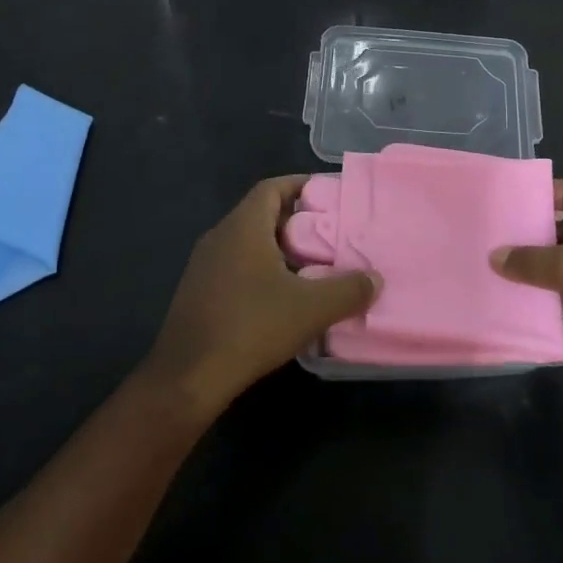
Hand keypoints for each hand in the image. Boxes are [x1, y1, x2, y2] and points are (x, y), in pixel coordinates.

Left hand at [144, 176, 379, 416]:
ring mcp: (203, 264)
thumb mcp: (309, 309)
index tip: (328, 195)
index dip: (300, 185)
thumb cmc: (250, 327)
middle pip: (260, 213)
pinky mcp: (197, 291)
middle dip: (295, 220)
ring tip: (310, 266)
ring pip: (246, 242)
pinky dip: (259, 270)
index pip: (272, 188)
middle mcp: (220, 235)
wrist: (187, 377)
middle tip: (328, 234)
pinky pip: (234, 265)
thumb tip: (375, 278)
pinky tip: (279, 298)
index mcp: (243, 226)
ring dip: (277, 248)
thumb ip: (347, 290)